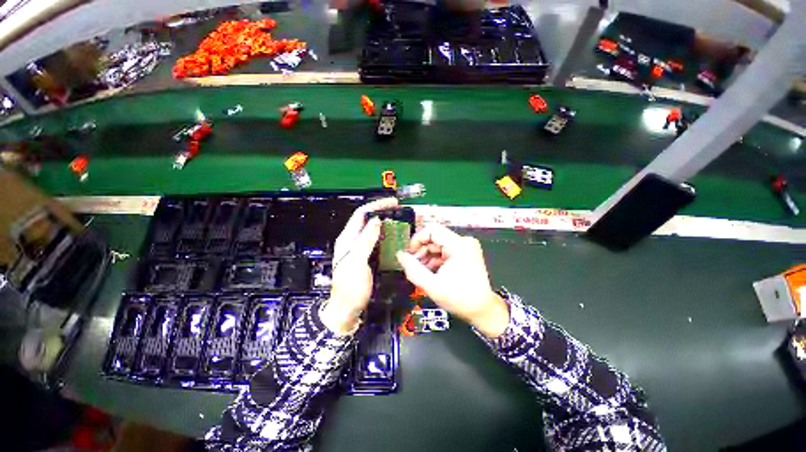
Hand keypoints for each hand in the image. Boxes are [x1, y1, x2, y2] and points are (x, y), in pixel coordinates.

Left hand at [320, 197, 398, 334]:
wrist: (348, 309)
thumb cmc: (350, 288)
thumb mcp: (356, 262)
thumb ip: (365, 240)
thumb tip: (376, 220)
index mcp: (347, 239)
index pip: (361, 214)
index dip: (376, 206)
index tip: (393, 203)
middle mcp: (353, 240)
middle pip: (368, 220)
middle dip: (383, 213)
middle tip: (400, 212)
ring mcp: (360, 249)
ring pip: (374, 230)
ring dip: (386, 224)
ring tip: (400, 222)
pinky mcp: (367, 256)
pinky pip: (378, 241)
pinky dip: (387, 236)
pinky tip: (396, 238)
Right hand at [396, 224, 509, 337]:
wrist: (482, 310)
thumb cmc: (459, 299)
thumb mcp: (432, 286)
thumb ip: (413, 269)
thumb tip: (400, 254)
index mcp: (459, 245)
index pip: (432, 230)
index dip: (417, 239)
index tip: (409, 255)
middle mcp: (464, 241)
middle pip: (435, 237)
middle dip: (421, 250)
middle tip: (413, 266)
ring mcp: (466, 246)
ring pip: (438, 244)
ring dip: (427, 256)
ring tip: (421, 271)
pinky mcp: (465, 252)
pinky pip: (445, 250)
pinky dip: (435, 259)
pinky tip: (430, 271)